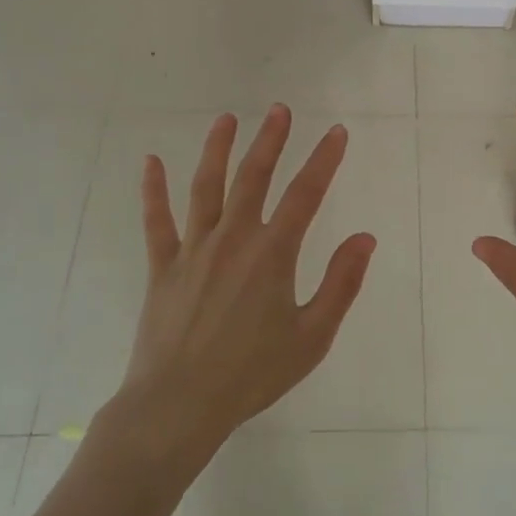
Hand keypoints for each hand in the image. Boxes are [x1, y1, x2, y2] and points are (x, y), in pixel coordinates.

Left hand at [118, 106, 376, 449]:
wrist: (179, 405)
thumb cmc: (253, 374)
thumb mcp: (312, 336)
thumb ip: (341, 283)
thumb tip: (365, 237)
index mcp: (272, 254)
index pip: (306, 195)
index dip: (324, 160)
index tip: (337, 132)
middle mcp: (233, 239)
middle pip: (254, 177)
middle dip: (270, 140)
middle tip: (280, 110)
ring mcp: (193, 250)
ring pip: (206, 187)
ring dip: (217, 149)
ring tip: (227, 119)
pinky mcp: (163, 267)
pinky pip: (157, 221)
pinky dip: (153, 190)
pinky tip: (151, 162)